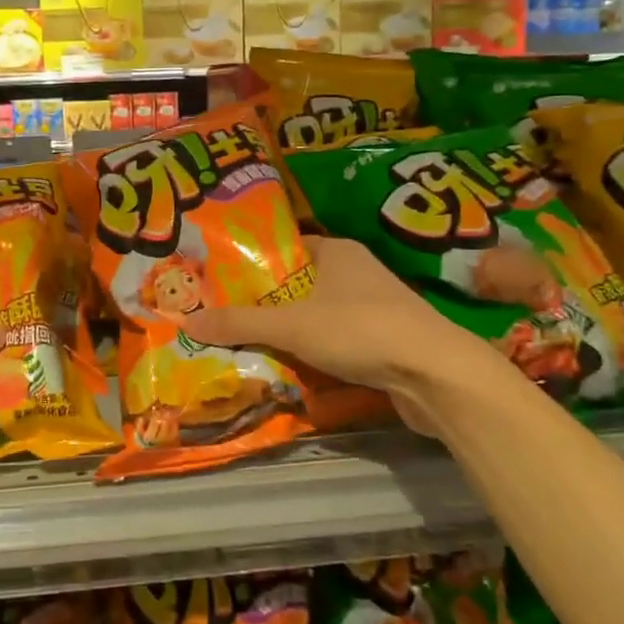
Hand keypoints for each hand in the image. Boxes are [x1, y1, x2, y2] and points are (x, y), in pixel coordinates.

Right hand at [181, 237, 508, 404]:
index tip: (221, 281)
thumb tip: (186, 321)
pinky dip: (316, 352)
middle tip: (226, 317)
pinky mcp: (387, 341)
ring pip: (319, 315)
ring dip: (291, 331)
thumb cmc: (360, 330)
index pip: (286, 248)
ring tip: (249, 344)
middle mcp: (357, 272)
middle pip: (300, 284)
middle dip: (267, 303)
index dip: (254, 263)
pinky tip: (292, 368)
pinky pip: (338, 340)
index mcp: (337, 252)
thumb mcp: (291, 326)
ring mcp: (376, 307)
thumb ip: (240, 323)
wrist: (436, 375)